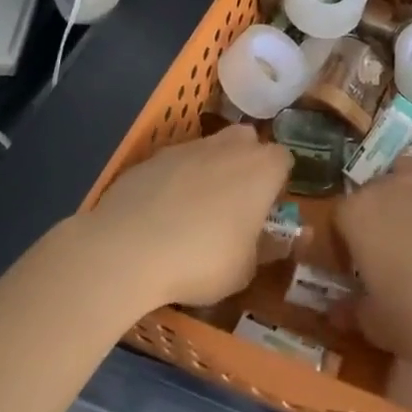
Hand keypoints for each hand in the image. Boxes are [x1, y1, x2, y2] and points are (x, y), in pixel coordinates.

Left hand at [87, 127, 290, 309]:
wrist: (128, 248)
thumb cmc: (202, 260)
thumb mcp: (244, 270)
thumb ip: (265, 249)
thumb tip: (276, 242)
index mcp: (261, 168)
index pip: (284, 159)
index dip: (277, 182)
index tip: (266, 208)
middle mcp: (228, 146)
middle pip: (247, 140)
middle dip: (245, 162)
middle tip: (235, 200)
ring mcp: (187, 147)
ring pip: (208, 148)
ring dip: (208, 170)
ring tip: (194, 211)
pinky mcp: (152, 157)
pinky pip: (173, 164)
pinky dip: (173, 181)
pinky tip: (160, 214)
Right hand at [335, 155, 411, 362]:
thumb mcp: (380, 327)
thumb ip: (353, 312)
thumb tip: (336, 310)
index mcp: (358, 215)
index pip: (338, 219)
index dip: (344, 244)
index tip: (356, 270)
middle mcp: (387, 184)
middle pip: (371, 191)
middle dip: (376, 216)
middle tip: (390, 251)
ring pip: (406, 170)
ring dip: (405, 189)